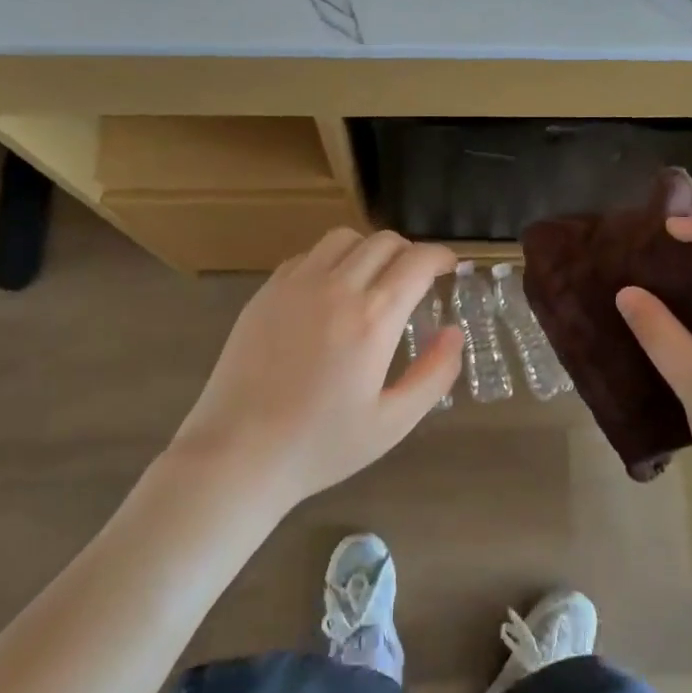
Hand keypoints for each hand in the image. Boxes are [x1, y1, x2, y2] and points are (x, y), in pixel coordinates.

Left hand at [167, 228, 462, 511]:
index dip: (440, 256)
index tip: (448, 266)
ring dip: (369, 250)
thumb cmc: (320, 445)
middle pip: (383, 242)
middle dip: (410, 252)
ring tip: (374, 279)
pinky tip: (330, 292)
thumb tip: (454, 332)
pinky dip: (331, 260)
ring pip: (343, 239)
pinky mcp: (265, 293)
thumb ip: (434, 374)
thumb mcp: (392, 422)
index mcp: (372, 319)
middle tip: (417, 278)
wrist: (237, 453)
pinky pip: (308, 256)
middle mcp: (336, 288)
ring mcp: (295, 286)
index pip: (416, 261)